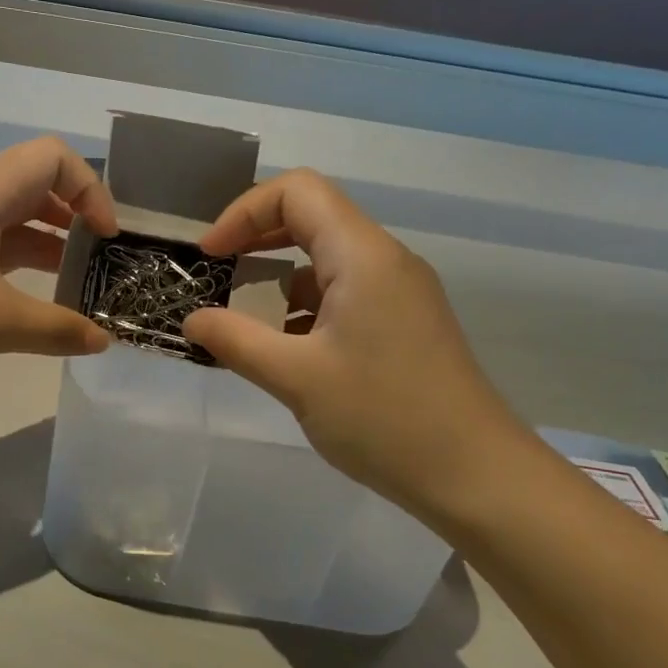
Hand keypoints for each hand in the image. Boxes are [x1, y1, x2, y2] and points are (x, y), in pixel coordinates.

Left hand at [0, 137, 116, 388]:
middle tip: (103, 256)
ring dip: (55, 241)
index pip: (54, 158)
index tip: (106, 237)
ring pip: (20, 216)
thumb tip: (103, 340)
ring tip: (83, 280)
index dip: (91, 189)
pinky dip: (29, 261)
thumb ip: (58, 329)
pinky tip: (45, 298)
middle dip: (79, 213)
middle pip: (40, 182)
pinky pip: (1, 244)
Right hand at [182, 170, 536, 522]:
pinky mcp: (404, 322)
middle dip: (255, 239)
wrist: (476, 475)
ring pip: (326, 259)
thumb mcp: (296, 378)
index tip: (210, 256)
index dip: (243, 212)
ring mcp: (399, 292)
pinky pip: (344, 293)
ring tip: (243, 324)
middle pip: (312, 218)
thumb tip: (191, 321)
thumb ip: (236, 341)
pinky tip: (285, 351)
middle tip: (217, 276)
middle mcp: (385, 260)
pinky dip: (304, 307)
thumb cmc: (384, 419)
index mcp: (363, 256)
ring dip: (278, 280)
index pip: (297, 192)